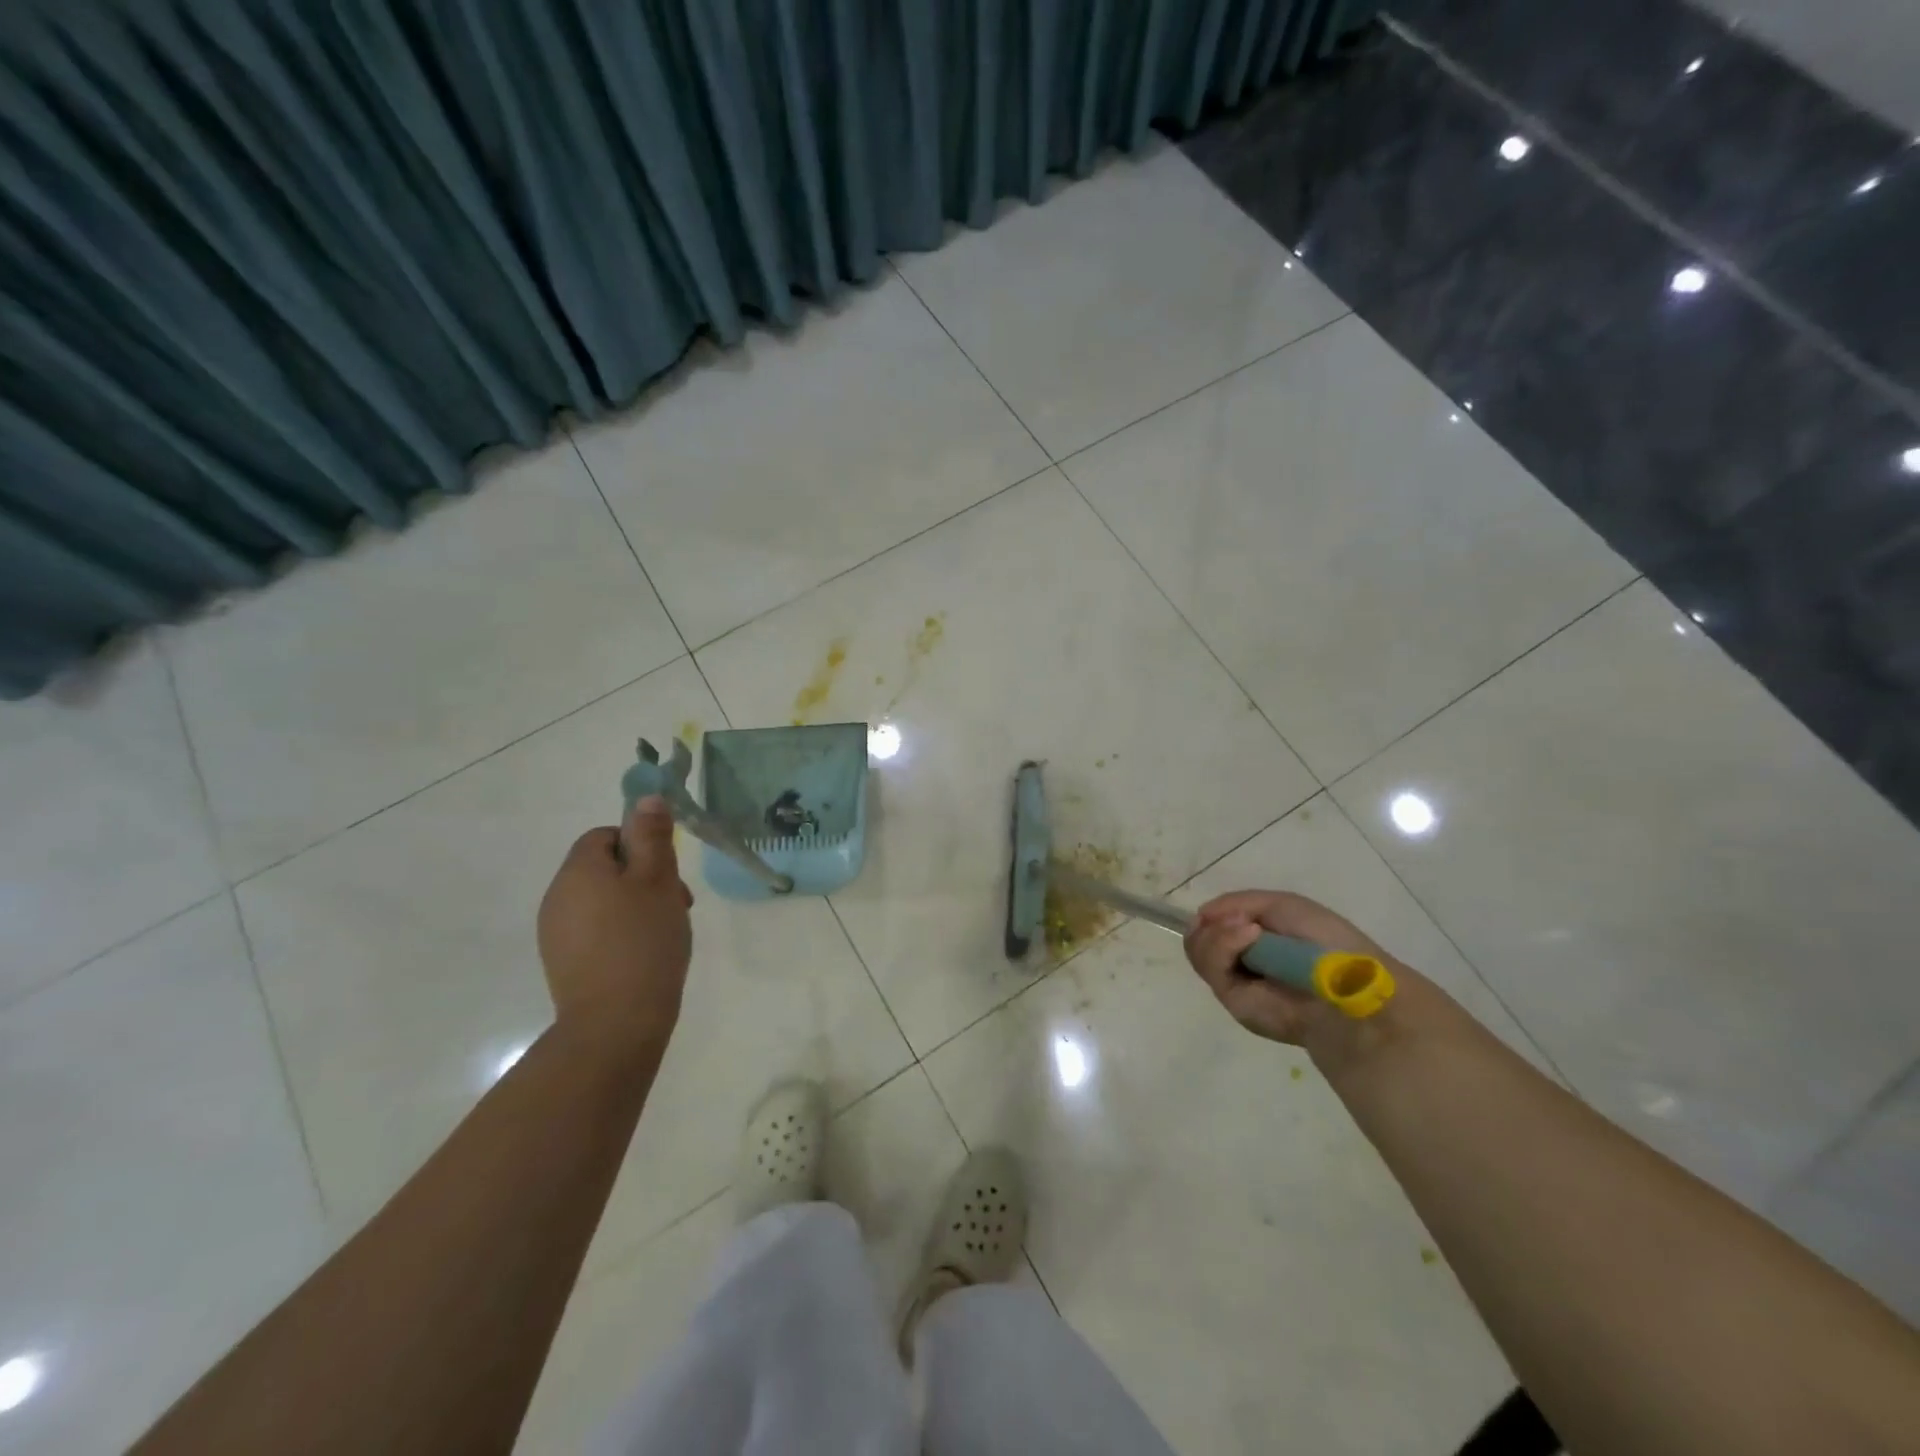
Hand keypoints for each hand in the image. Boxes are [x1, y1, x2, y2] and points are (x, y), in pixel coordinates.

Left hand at [537, 797, 693, 1051]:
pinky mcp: (563, 963)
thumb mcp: (658, 880)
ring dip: (635, 906)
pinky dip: (621, 933)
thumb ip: (651, 836)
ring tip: (665, 932)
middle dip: (643, 878)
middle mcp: (557, 896)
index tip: (668, 874)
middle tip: (677, 904)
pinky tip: (644, 955)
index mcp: (578, 871)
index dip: (641, 846)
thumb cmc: (643, 941)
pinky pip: (595, 930)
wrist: (616, 1023)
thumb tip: (646, 798)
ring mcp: (555, 933)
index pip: (606, 836)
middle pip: (604, 868)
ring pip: (602, 900)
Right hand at [1183, 890, 1392, 1048]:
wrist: (1347, 984)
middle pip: (1198, 937)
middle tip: (1238, 920)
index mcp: (1254, 940)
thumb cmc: (1324, 940)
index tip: (1226, 910)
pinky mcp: (1232, 1000)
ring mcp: (1235, 981)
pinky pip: (1209, 966)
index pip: (1213, 924)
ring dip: (1218, 932)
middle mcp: (1240, 960)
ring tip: (1248, 928)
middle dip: (1211, 923)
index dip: (1213, 914)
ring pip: (1197, 950)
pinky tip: (1249, 935)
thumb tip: (1202, 914)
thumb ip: (1237, 902)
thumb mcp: (1281, 905)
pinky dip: (1223, 943)